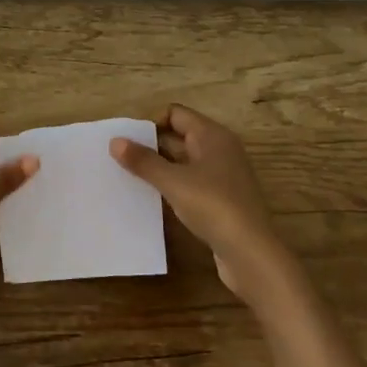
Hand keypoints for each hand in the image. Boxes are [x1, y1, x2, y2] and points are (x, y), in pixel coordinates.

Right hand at [110, 104, 293, 304]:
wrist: (250, 252)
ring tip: (131, 178)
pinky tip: (155, 198)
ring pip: (185, 161)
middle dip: (152, 145)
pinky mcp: (223, 199)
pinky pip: (192, 182)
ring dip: (161, 167)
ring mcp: (224, 175)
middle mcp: (221, 149)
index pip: (176, 114)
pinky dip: (174, 185)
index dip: (151, 123)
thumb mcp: (173, 181)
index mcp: (212, 136)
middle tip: (121, 159)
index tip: (128, 142)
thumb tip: (115, 141)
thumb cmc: (213, 206)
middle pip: (180, 136)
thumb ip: (144, 161)